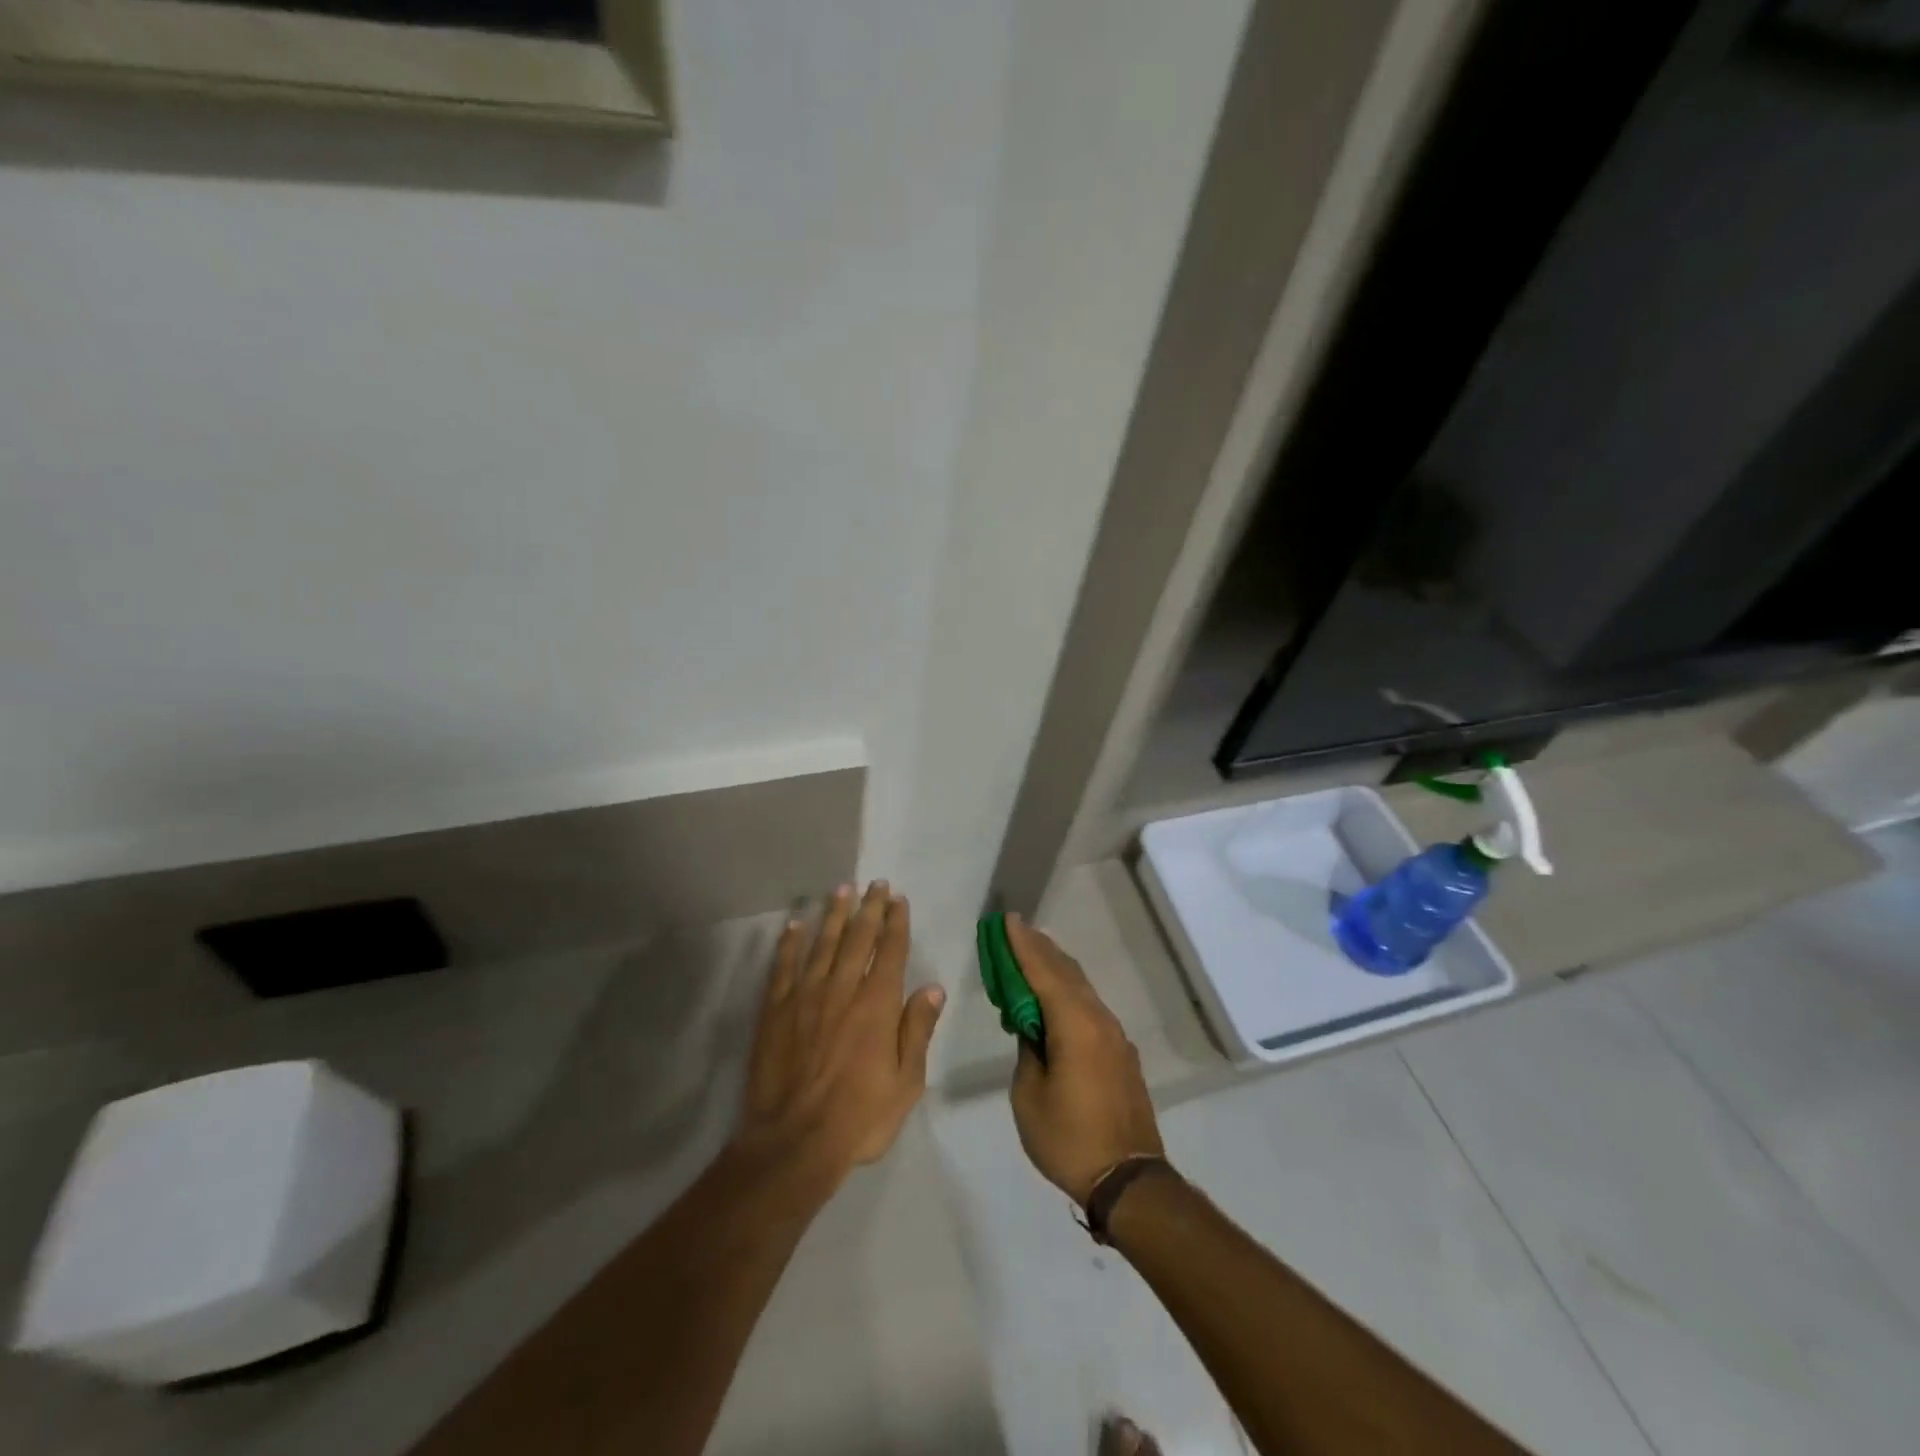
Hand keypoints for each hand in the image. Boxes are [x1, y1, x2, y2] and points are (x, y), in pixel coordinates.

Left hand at [735, 882, 945, 1191]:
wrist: (794, 1142)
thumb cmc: (859, 1117)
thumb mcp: (906, 1082)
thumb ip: (918, 1030)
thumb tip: (933, 987)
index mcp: (877, 1005)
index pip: (890, 951)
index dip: (896, 922)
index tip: (898, 899)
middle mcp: (842, 989)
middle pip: (858, 938)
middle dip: (869, 908)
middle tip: (875, 883)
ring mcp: (805, 997)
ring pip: (822, 944)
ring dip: (834, 915)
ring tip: (841, 889)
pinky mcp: (775, 1010)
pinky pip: (783, 967)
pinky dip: (790, 943)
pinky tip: (794, 924)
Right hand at [1006, 913, 1164, 1206]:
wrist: (1129, 1180)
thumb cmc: (1069, 1138)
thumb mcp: (1029, 1095)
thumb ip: (1028, 1051)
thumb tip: (1032, 1029)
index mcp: (1075, 1025)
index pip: (1043, 973)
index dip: (1023, 946)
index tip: (1008, 921)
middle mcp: (1099, 1020)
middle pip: (1066, 973)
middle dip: (1039, 950)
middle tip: (1016, 931)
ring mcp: (1115, 1037)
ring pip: (1081, 989)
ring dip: (1055, 970)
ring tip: (1032, 958)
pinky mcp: (1121, 1054)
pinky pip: (1090, 1009)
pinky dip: (1069, 994)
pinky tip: (1056, 1002)